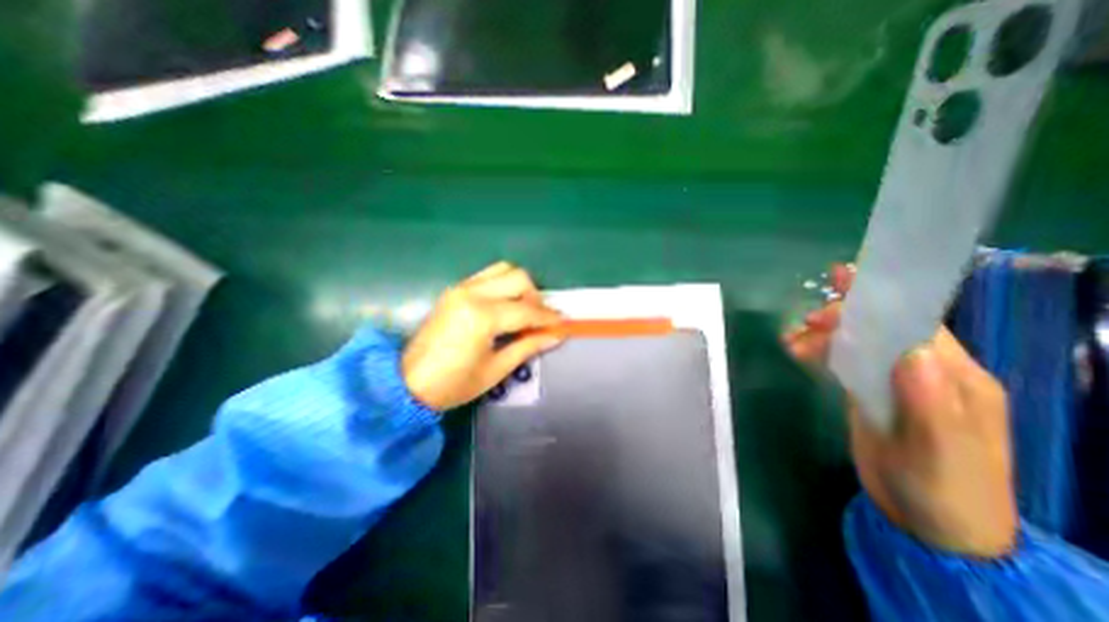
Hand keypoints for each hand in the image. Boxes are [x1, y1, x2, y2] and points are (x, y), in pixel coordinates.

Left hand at [402, 263, 563, 412]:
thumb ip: (528, 346)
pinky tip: (505, 305)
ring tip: (523, 310)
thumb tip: (556, 335)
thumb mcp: (496, 369)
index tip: (563, 324)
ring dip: (520, 287)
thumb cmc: (454, 384)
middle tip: (540, 320)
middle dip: (536, 298)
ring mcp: (461, 288)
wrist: (408, 383)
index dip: (548, 318)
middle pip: (519, 278)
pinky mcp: (455, 290)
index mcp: (482, 317)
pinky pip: (488, 276)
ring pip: (504, 270)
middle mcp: (472, 294)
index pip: (527, 310)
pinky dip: (503, 285)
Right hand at [782, 265, 1016, 555]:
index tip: (840, 291)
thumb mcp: (941, 452)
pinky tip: (798, 350)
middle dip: (842, 317)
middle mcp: (923, 370)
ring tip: (791, 340)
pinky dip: (820, 350)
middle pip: (881, 327)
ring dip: (823, 334)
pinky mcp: (868, 392)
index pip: (915, 324)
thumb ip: (931, 401)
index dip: (879, 304)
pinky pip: (843, 360)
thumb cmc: (945, 490)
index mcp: (953, 376)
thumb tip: (911, 351)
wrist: (931, 526)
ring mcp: (893, 380)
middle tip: (805, 324)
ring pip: (857, 341)